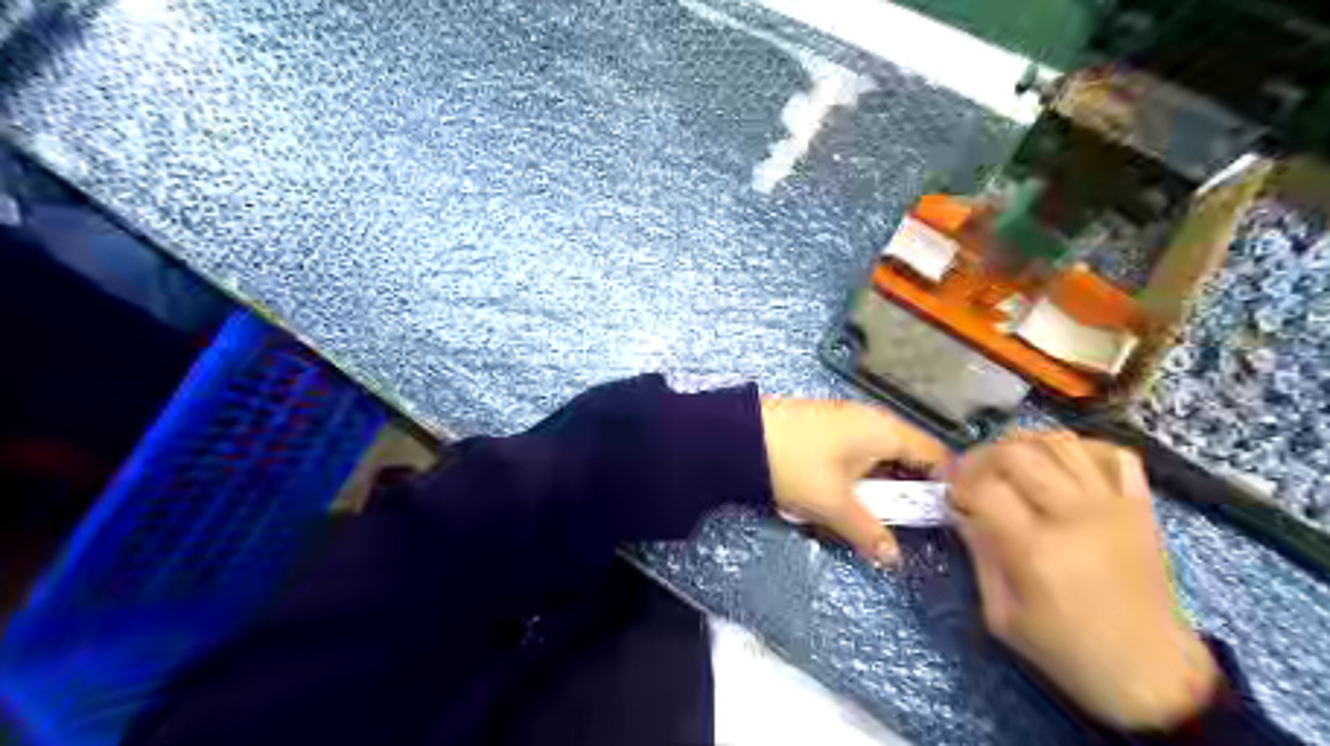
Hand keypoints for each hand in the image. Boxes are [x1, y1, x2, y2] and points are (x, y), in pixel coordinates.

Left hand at [759, 402, 944, 565]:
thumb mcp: (833, 505)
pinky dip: (853, 478)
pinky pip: (852, 455)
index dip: (944, 486)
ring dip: (874, 488)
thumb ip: (868, 532)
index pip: (935, 455)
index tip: (943, 518)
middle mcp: (871, 420)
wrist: (738, 436)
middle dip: (903, 492)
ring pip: (876, 459)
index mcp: (885, 430)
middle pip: (905, 458)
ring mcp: (845, 421)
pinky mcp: (823, 428)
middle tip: (901, 524)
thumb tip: (893, 557)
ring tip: (866, 516)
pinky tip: (839, 498)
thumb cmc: (796, 465)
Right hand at [951, 430, 1219, 729]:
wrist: (1150, 672)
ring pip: (1058, 443)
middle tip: (969, 476)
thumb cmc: (1065, 649)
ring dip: (1021, 446)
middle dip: (980, 458)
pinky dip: (1078, 448)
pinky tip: (1057, 465)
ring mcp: (1112, 505)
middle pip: (1015, 452)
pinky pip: (1109, 453)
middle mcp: (1075, 516)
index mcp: (1036, 550)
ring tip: (1006, 466)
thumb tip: (959, 509)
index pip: (983, 487)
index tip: (949, 495)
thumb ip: (978, 553)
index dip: (957, 483)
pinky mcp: (1139, 505)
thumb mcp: (1001, 614)